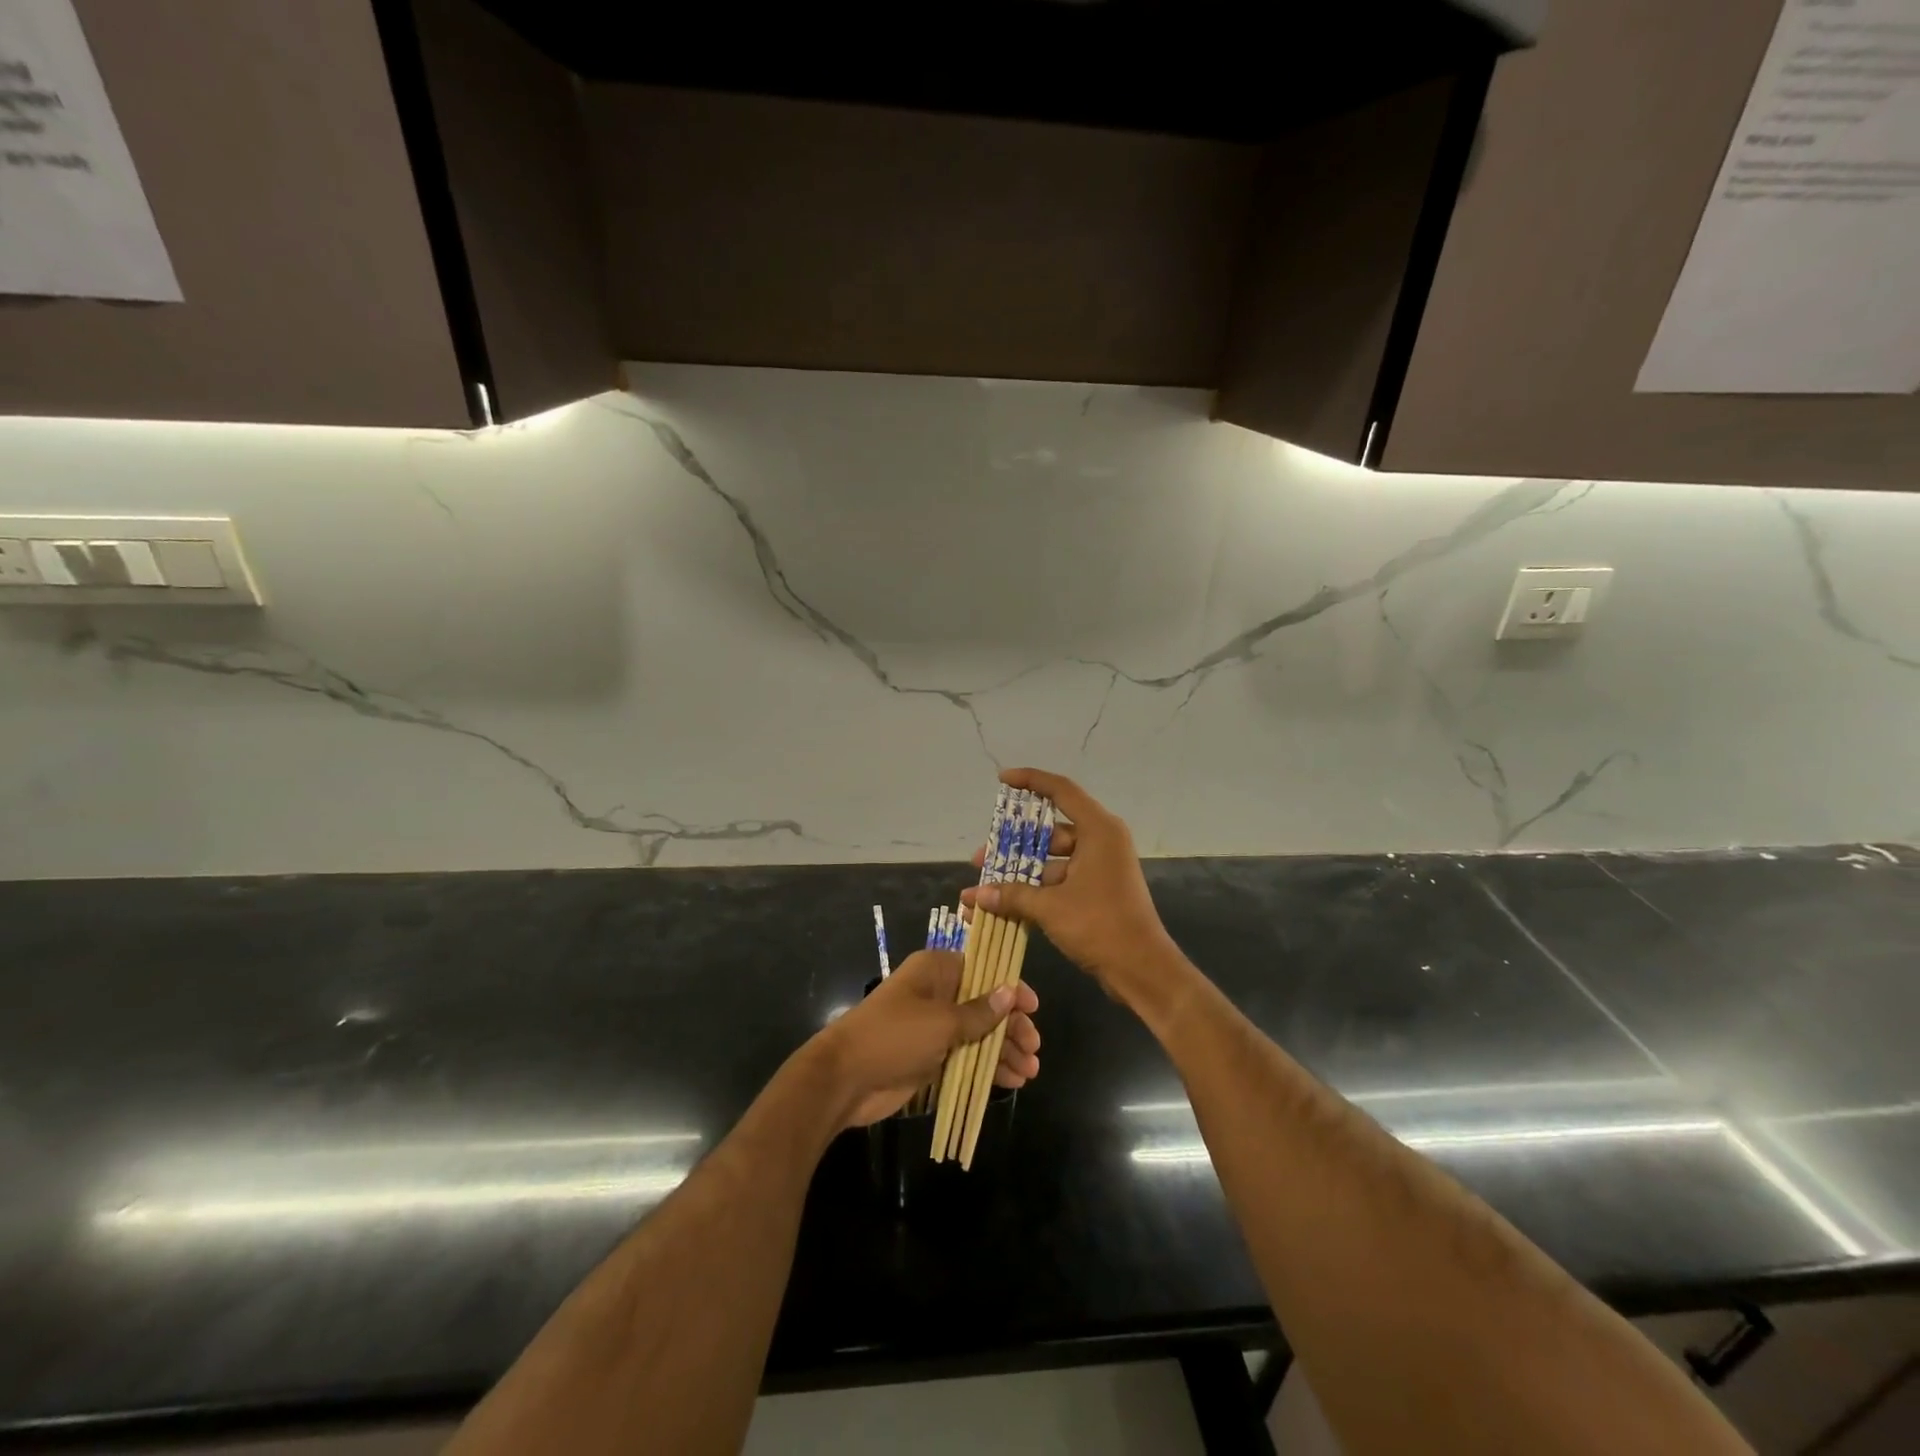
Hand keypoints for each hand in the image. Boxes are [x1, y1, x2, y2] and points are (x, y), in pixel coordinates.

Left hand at [812, 949, 1041, 1128]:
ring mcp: (934, 1027)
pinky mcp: (931, 1057)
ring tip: (1029, 1072)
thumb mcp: (941, 1021)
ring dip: (1003, 1051)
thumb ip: (979, 1011)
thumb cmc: (894, 1035)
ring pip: (979, 1034)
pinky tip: (1011, 1081)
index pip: (983, 971)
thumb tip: (1011, 991)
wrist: (846, 1078)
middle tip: (1033, 1049)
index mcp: (937, 971)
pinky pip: (967, 1057)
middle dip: (1011, 1027)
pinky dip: (988, 1068)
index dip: (1010, 988)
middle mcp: (938, 994)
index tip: (1033, 1008)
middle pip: (985, 1005)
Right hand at [961, 768, 1180, 1008]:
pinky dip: (1036, 889)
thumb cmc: (1100, 925)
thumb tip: (976, 894)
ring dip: (1021, 873)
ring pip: (1053, 859)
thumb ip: (1012, 895)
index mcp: (1099, 830)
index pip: (1061, 791)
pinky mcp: (1098, 890)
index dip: (1031, 780)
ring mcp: (1100, 867)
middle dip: (1013, 845)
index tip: (1002, 780)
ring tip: (986, 887)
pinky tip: (1006, 904)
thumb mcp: (1050, 907)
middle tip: (981, 858)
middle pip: (1051, 831)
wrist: (1142, 969)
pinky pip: (1061, 879)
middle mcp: (1102, 841)